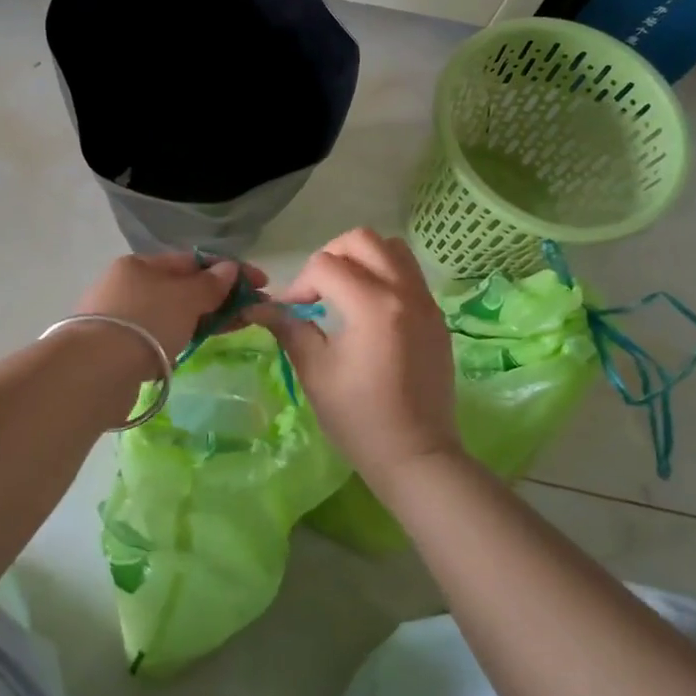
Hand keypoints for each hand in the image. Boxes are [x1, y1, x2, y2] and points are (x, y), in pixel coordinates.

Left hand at [74, 250, 264, 357]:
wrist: (95, 370)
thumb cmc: (145, 322)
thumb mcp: (185, 298)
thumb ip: (210, 285)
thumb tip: (229, 269)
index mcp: (140, 264)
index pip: (192, 260)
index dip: (229, 269)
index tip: (261, 283)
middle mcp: (127, 285)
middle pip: (182, 287)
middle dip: (219, 296)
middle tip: (253, 311)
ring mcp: (121, 317)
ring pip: (172, 312)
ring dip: (203, 318)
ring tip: (234, 328)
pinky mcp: (118, 348)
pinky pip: (160, 335)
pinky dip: (182, 336)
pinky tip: (196, 345)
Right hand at [251, 228, 460, 479]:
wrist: (417, 455)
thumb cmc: (359, 418)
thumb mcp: (315, 371)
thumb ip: (289, 328)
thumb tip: (259, 306)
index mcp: (372, 306)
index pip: (326, 265)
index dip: (299, 284)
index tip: (291, 312)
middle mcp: (404, 292)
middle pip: (363, 240)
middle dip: (331, 256)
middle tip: (317, 291)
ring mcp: (426, 302)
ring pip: (392, 249)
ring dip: (361, 259)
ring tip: (343, 292)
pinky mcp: (436, 316)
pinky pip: (409, 273)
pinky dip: (384, 275)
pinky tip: (368, 310)